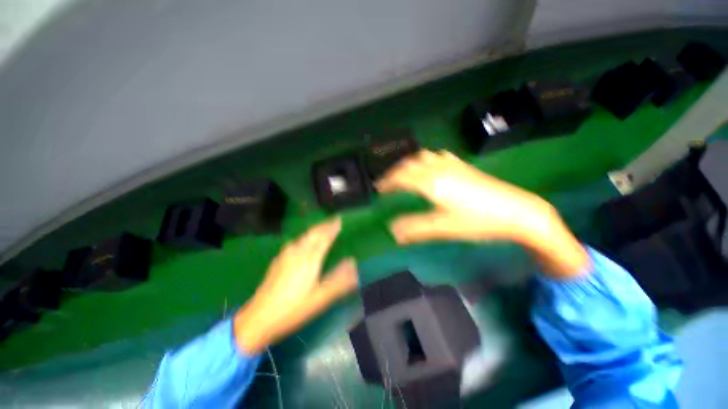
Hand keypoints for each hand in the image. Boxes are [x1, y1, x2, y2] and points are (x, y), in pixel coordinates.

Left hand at [233, 218, 357, 353]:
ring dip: (314, 230)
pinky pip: (295, 242)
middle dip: (324, 226)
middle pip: (313, 234)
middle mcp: (297, 253)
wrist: (259, 318)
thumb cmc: (294, 309)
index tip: (339, 220)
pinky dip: (304, 237)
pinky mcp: (278, 261)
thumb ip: (339, 280)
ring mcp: (285, 256)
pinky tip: (302, 242)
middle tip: (333, 220)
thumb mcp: (320, 298)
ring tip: (321, 228)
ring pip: (303, 237)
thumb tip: (353, 263)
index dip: (332, 228)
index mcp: (309, 260)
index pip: (324, 238)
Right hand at [377, 150, 588, 277]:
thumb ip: (415, 228)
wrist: (517, 212)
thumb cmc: (478, 221)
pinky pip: (439, 156)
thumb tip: (392, 230)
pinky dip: (427, 159)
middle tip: (387, 183)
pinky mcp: (464, 166)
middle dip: (395, 172)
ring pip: (423, 157)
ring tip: (404, 174)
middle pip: (410, 164)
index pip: (402, 177)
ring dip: (409, 164)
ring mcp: (453, 165)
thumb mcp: (444, 228)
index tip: (378, 189)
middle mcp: (439, 169)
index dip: (387, 182)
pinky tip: (431, 165)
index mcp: (431, 183)